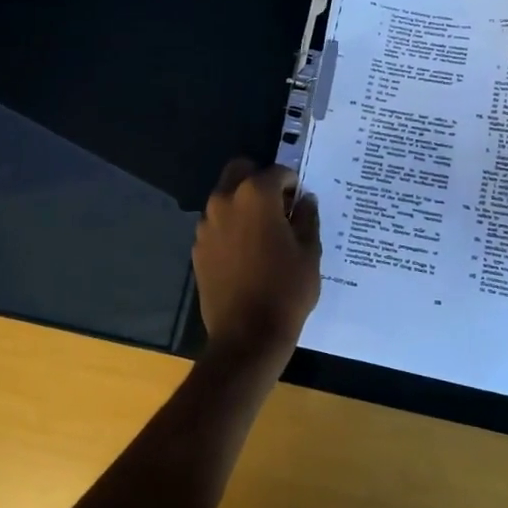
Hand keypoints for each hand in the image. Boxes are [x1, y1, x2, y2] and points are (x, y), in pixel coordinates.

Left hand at [193, 159, 321, 374]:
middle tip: (278, 206)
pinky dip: (230, 226)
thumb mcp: (309, 252)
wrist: (247, 336)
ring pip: (225, 196)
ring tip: (263, 232)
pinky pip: (216, 224)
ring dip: (242, 202)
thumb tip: (305, 199)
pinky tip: (246, 253)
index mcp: (255, 195)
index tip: (300, 200)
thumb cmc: (286, 290)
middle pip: (240, 171)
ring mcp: (206, 224)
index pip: (277, 172)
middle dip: (260, 180)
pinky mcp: (198, 247)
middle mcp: (225, 200)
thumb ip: (307, 217)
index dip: (292, 183)